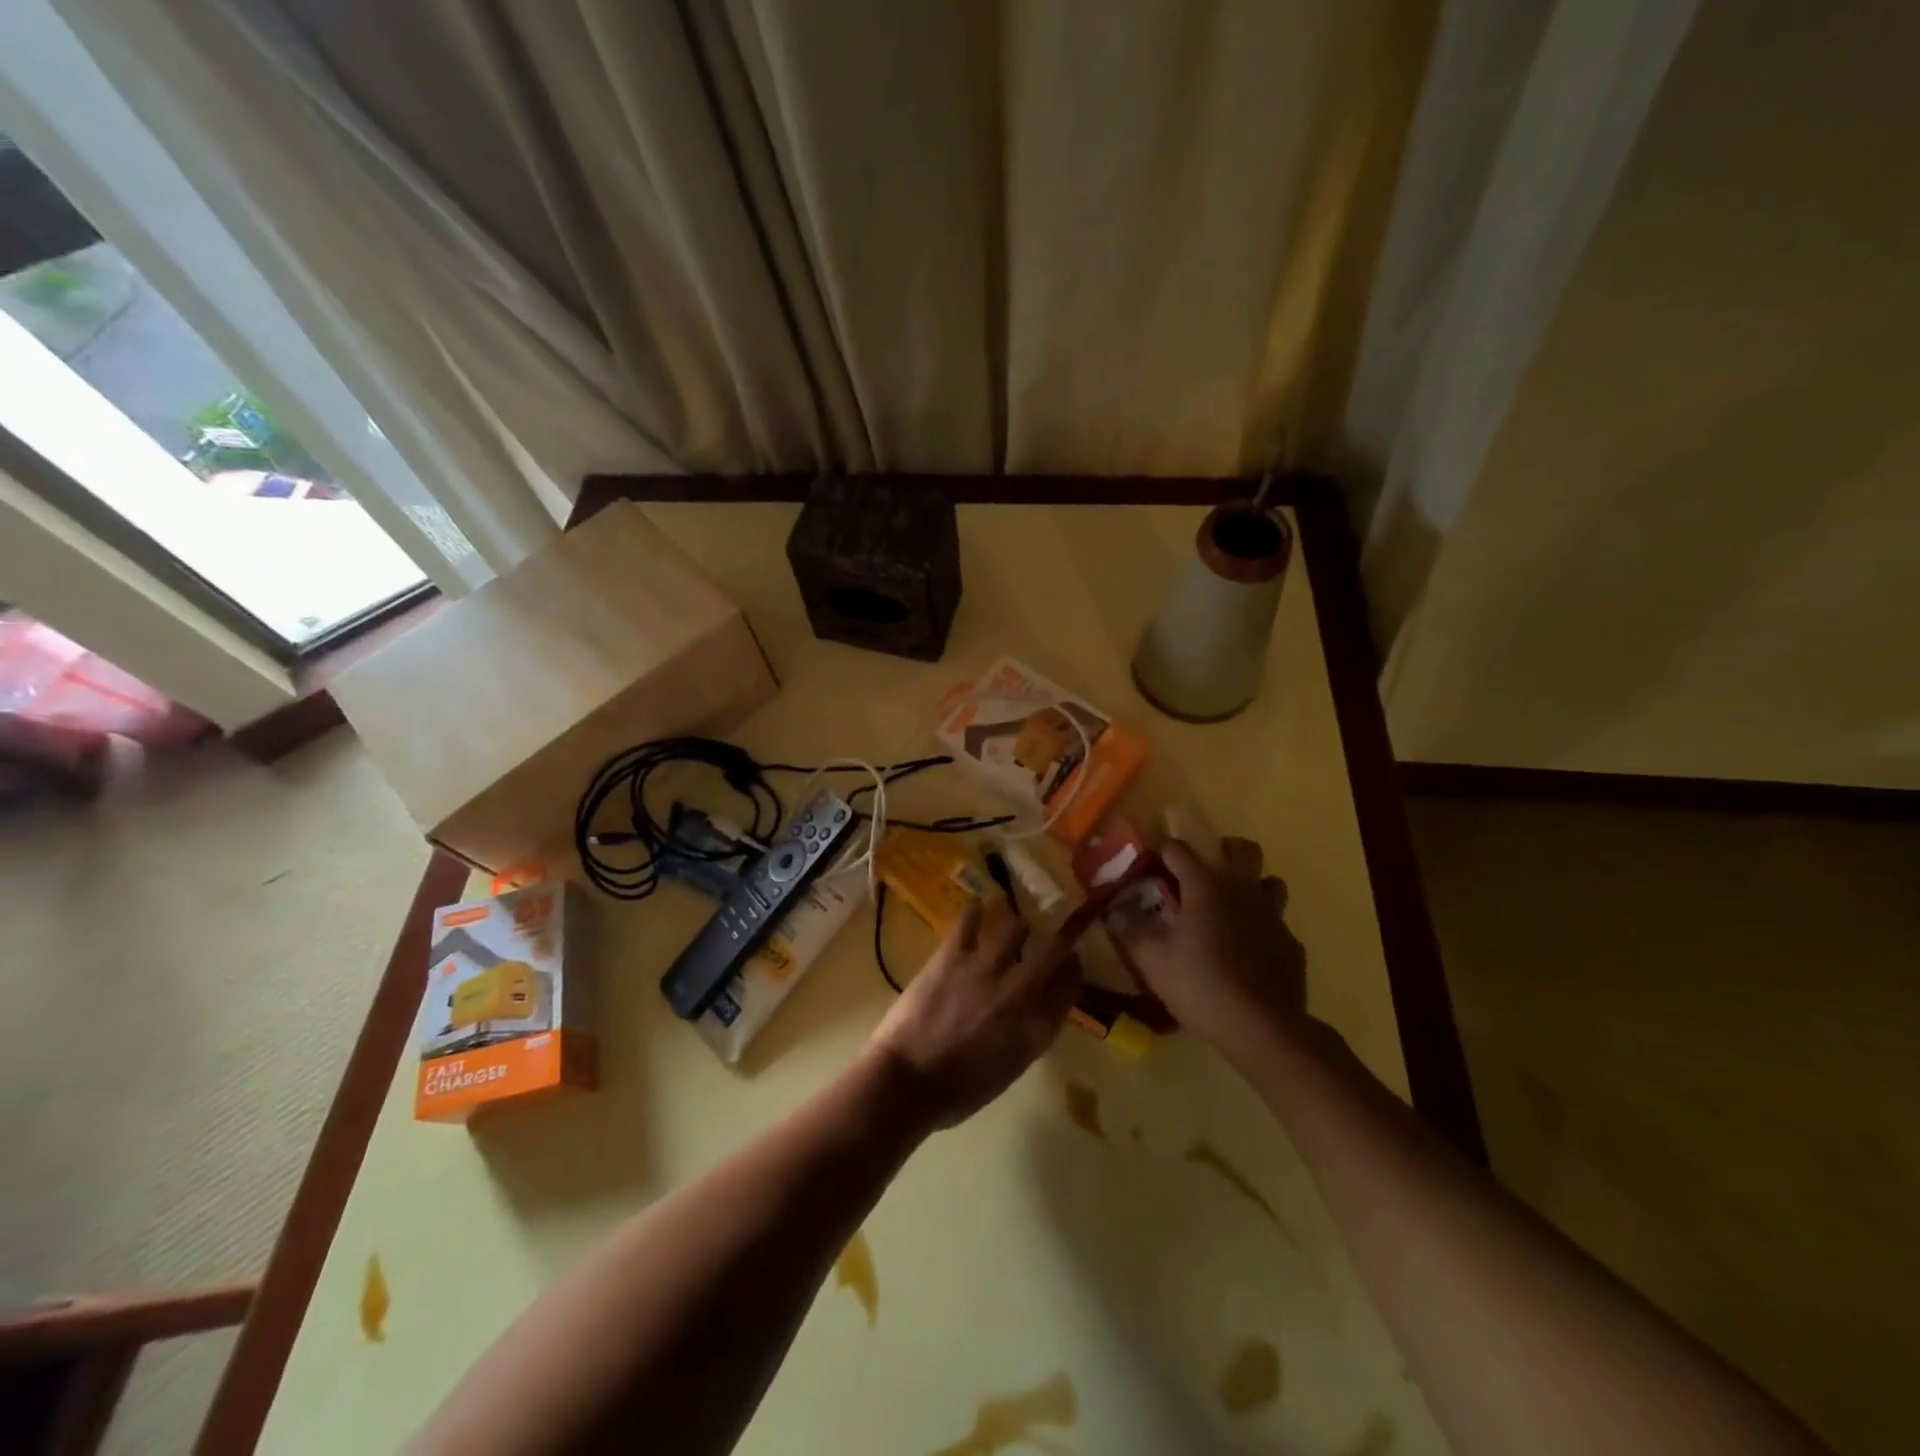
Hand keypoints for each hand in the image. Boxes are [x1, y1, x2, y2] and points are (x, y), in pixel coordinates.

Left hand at [867, 899, 1081, 1130]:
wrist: (908, 1083)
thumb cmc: (959, 1091)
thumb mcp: (1010, 1069)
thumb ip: (1029, 1033)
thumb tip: (1034, 1006)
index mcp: (1037, 1028)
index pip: (1071, 984)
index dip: (1072, 969)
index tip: (1069, 963)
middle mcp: (1020, 992)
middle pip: (1054, 948)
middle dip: (1059, 937)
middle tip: (1051, 935)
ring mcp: (986, 969)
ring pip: (1015, 926)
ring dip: (1015, 927)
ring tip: (1009, 929)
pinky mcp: (952, 955)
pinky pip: (969, 919)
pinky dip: (974, 910)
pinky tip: (976, 906)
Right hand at [1115, 837, 1305, 1064]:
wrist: (1262, 1027)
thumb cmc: (1200, 984)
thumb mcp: (1151, 958)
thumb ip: (1129, 927)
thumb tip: (1114, 907)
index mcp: (1206, 886)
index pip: (1180, 850)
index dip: (1162, 851)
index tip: (1150, 861)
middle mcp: (1243, 890)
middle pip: (1243, 849)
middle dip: (1224, 850)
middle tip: (1204, 871)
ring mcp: (1273, 916)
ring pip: (1269, 882)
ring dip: (1252, 885)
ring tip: (1231, 907)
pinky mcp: (1292, 945)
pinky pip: (1278, 924)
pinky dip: (1262, 928)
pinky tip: (1249, 951)